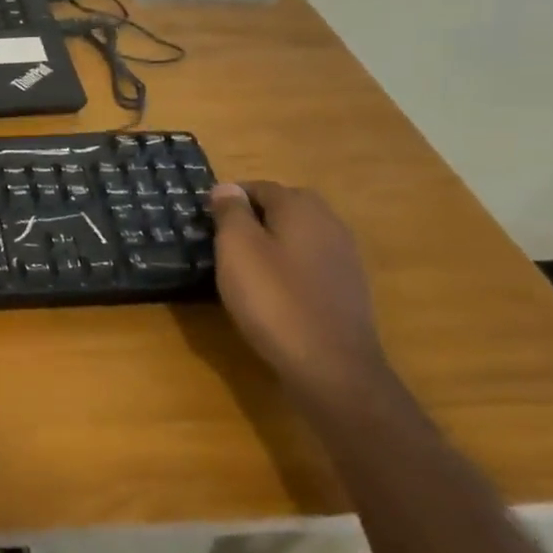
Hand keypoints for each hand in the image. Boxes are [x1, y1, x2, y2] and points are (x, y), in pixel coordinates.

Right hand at [208, 181, 387, 389]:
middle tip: (222, 238)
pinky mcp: (347, 288)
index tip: (205, 218)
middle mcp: (329, 224)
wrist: (331, 365)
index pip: (260, 187)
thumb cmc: (274, 299)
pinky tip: (272, 289)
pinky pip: (310, 262)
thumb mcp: (237, 249)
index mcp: (301, 208)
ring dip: (272, 241)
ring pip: (299, 235)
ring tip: (243, 265)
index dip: (230, 197)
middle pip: (285, 206)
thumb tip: (227, 187)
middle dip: (254, 215)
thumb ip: (231, 212)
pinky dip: (288, 265)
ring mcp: (344, 257)